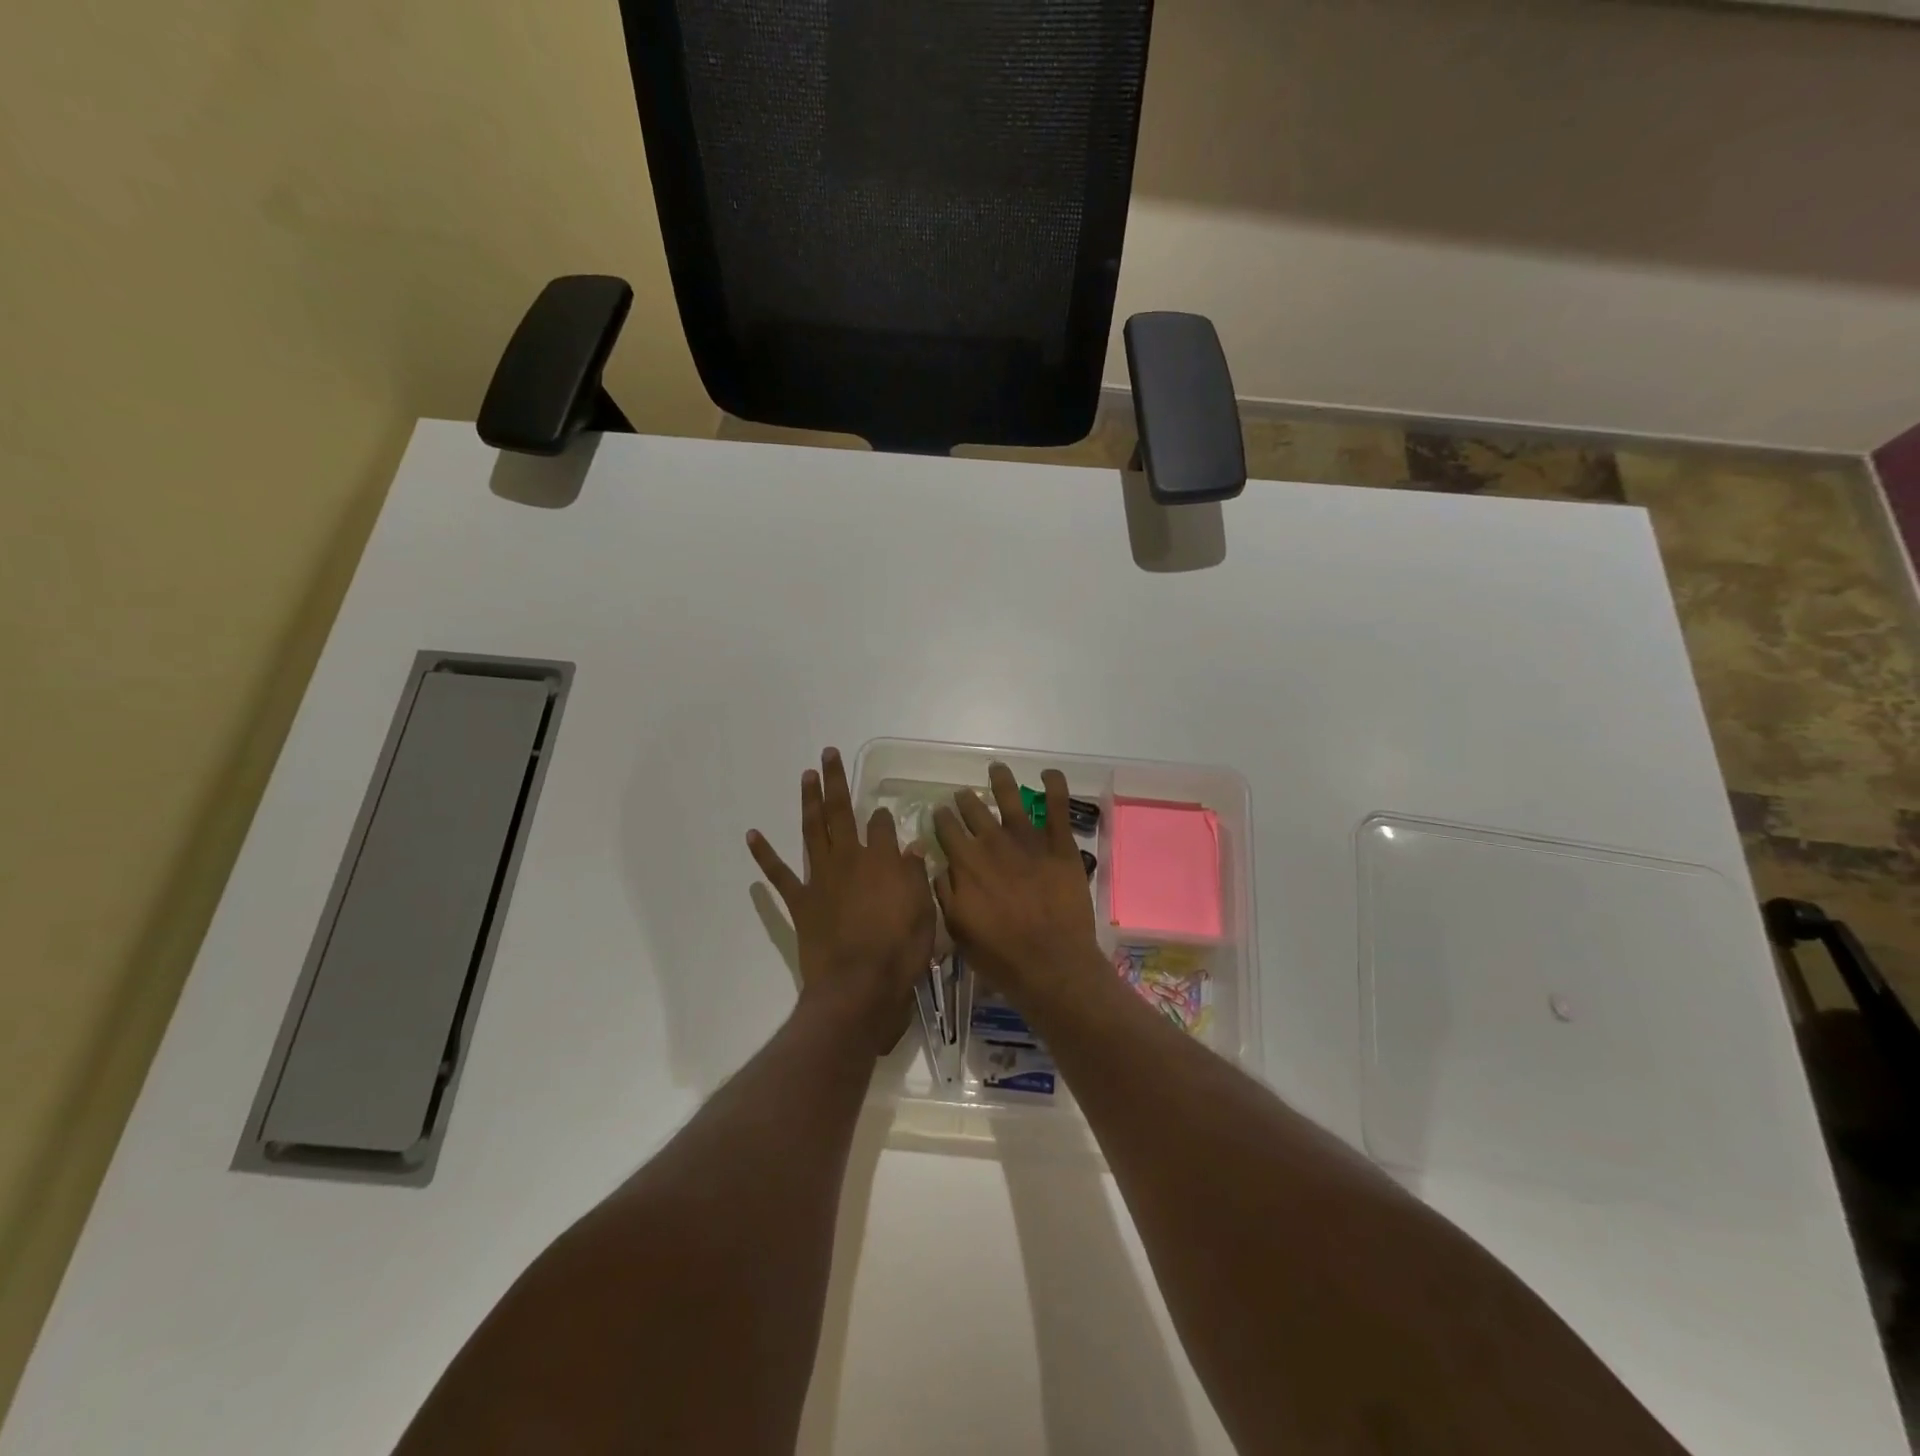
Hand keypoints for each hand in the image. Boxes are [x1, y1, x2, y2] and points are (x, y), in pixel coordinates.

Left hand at [748, 748, 935, 1048]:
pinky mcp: (800, 901)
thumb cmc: (899, 952)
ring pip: (813, 830)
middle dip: (836, 781)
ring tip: (806, 775)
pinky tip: (753, 834)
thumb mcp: (923, 912)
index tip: (884, 814)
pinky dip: (764, 854)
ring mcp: (821, 878)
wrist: (858, 987)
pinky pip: (779, 875)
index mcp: (882, 860)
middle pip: (841, 812)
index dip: (883, 818)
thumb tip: (912, 846)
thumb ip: (916, 876)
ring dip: (808, 801)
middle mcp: (849, 859)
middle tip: (829, 754)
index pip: (881, 826)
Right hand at [932, 764, 1104, 1010]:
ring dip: (1001, 781)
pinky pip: (1058, 808)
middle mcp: (994, 843)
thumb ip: (946, 894)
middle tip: (962, 795)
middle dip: (965, 800)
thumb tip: (939, 867)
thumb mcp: (958, 929)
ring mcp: (1029, 841)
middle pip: (974, 811)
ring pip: (1011, 799)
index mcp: (966, 863)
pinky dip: (1054, 786)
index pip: (947, 830)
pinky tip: (1048, 773)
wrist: (1051, 963)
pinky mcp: (1060, 846)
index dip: (941, 818)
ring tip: (996, 769)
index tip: (939, 812)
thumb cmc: (1000, 955)